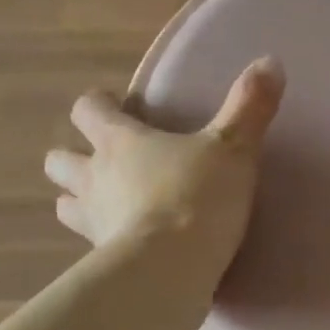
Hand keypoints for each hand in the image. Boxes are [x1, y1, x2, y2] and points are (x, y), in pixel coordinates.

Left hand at [45, 58, 284, 274]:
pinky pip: (91, 246)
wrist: (173, 267)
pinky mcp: (101, 260)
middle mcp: (95, 177)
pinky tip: (126, 247)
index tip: (117, 107)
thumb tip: (270, 62)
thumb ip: (249, 106)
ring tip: (107, 206)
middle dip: (74, 157)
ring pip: (65, 205)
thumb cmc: (197, 196)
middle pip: (59, 160)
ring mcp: (93, 221)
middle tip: (105, 161)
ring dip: (79, 201)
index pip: (88, 110)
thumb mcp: (233, 148)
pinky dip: (102, 242)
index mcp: (119, 141)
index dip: (98, 105)